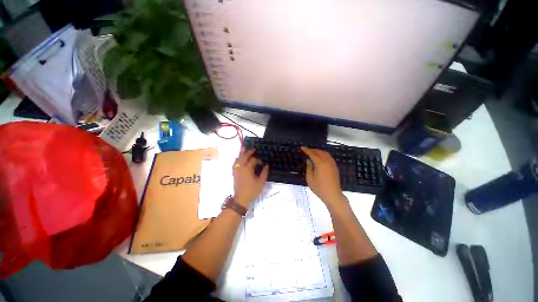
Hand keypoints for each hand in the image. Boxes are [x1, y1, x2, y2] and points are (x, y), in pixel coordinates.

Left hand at [232, 149, 268, 206]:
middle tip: (253, 149)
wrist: (241, 199)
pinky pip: (235, 163)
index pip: (253, 160)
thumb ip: (264, 173)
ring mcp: (237, 170)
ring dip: (242, 153)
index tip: (262, 163)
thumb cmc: (252, 190)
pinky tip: (238, 158)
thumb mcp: (261, 182)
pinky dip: (237, 159)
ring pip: (238, 159)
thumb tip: (266, 165)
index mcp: (248, 169)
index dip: (258, 160)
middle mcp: (241, 167)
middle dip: (249, 152)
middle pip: (244, 157)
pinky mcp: (234, 173)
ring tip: (244, 148)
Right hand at [301, 147, 346, 208]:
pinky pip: (329, 157)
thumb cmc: (319, 188)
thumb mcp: (310, 178)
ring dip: (318, 151)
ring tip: (312, 152)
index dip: (307, 150)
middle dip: (313, 150)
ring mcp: (332, 164)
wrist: (333, 195)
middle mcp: (327, 162)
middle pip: (320, 152)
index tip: (302, 147)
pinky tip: (320, 157)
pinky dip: (323, 154)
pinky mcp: (335, 167)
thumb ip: (309, 167)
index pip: (313, 154)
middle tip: (306, 150)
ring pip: (325, 153)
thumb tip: (309, 160)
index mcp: (320, 164)